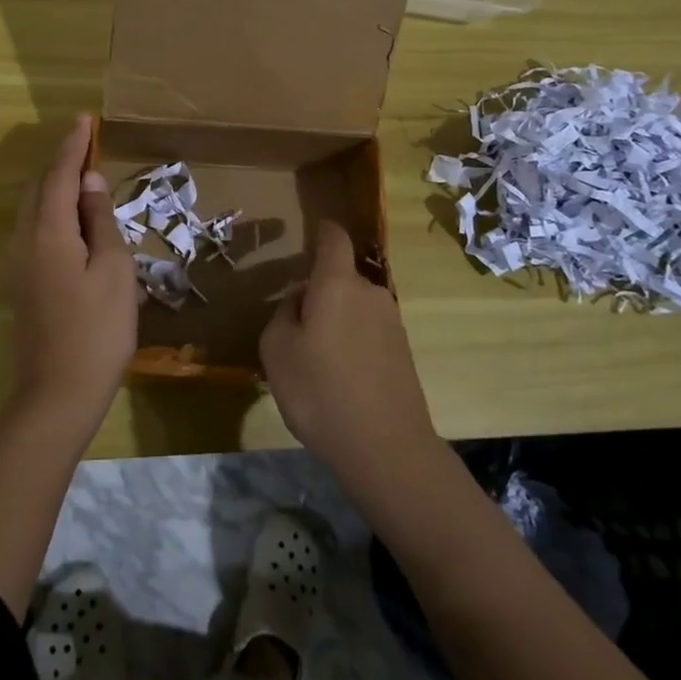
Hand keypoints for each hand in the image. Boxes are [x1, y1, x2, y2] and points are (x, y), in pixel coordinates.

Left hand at [6, 113, 136, 436]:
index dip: (73, 144)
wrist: (58, 394)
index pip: (59, 174)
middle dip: (62, 164)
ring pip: (34, 210)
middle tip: (91, 151)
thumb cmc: (98, 329)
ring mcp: (18, 264)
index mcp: (47, 231)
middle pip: (39, 188)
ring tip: (88, 184)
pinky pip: (35, 231)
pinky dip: (54, 214)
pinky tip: (77, 225)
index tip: (84, 118)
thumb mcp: (114, 269)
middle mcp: (23, 240)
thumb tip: (90, 182)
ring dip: (57, 190)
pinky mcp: (21, 283)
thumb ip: (101, 220)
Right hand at [260, 220, 440, 501]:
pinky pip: (368, 333)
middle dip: (318, 293)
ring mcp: (392, 323)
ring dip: (335, 322)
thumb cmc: (320, 391)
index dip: (322, 230)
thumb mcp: (276, 350)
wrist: (387, 449)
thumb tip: (300, 302)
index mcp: (337, 283)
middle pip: (340, 278)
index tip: (311, 232)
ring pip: (354, 308)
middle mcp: (370, 293)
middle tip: (295, 329)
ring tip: (315, 363)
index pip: (333, 238)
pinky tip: (339, 381)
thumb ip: (283, 313)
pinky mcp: (404, 353)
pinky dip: (352, 345)